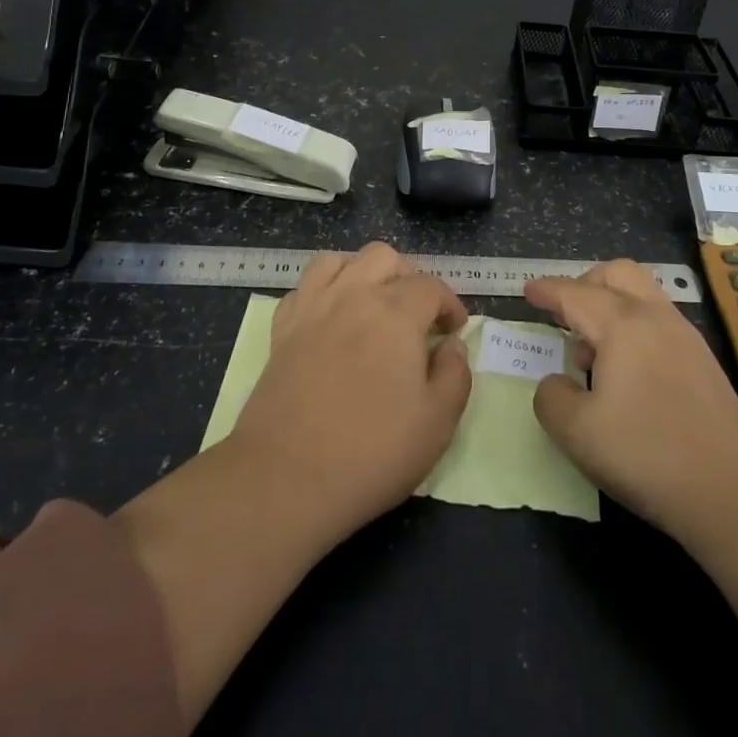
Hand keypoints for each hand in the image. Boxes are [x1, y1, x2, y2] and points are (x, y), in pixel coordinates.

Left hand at [229, 242, 471, 540]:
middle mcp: (353, 295)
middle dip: (407, 277)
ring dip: (361, 272)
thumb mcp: (437, 423)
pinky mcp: (282, 330)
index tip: (454, 331)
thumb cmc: (371, 453)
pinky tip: (329, 318)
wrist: (285, 479)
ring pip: (339, 260)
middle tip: (415, 316)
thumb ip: (455, 374)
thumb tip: (452, 345)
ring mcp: (312, 308)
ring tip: (371, 304)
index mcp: (396, 313)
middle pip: (384, 257)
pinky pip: (302, 287)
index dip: (450, 304)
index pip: (431, 286)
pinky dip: (321, 291)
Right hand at [525, 259, 737, 542]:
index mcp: (622, 324)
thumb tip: (558, 382)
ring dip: (612, 307)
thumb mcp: (577, 432)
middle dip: (586, 283)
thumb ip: (552, 398)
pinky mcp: (705, 365)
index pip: (575, 294)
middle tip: (564, 315)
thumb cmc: (648, 454)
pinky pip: (659, 323)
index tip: (528, 290)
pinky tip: (627, 375)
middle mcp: (656, 318)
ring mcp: (687, 339)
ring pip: (643, 296)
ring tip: (593, 355)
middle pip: (618, 274)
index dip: (548, 290)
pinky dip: (634, 329)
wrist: (737, 492)